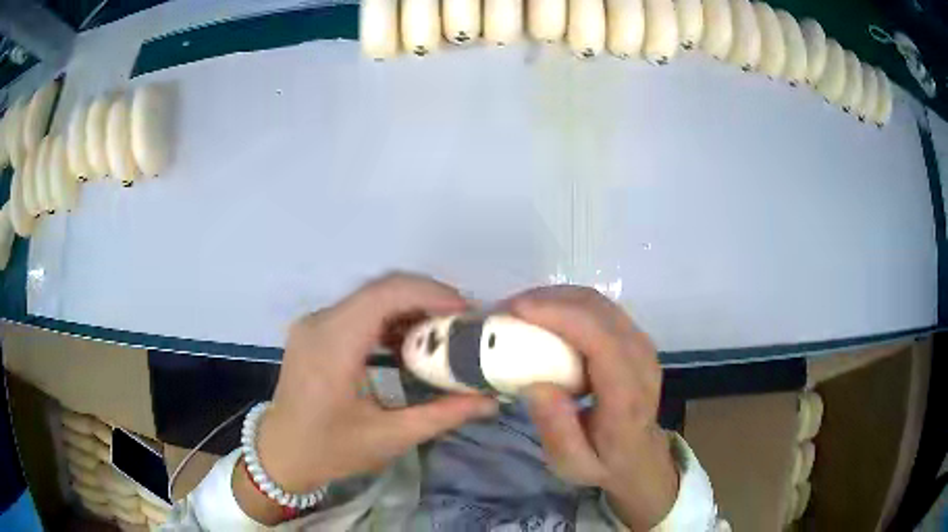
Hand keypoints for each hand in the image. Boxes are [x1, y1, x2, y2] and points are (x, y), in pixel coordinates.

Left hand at [234, 273, 498, 523]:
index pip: (386, 294)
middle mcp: (320, 322)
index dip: (431, 294)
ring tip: (443, 331)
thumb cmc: (329, 450)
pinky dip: (389, 319)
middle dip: (427, 298)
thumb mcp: (389, 438)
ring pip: (370, 297)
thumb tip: (490, 401)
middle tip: (463, 322)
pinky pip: (358, 311)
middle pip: (381, 289)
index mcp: (333, 345)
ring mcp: (314, 323)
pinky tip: (409, 342)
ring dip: (409, 307)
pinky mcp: (315, 330)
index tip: (467, 312)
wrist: (280, 453)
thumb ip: (442, 415)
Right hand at [510, 286, 678, 530]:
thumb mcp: (572, 464)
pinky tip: (544, 317)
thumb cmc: (604, 462)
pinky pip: (599, 308)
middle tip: (505, 310)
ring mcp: (641, 344)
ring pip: (598, 302)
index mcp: (627, 395)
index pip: (601, 340)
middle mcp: (641, 360)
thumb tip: (534, 384)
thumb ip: (556, 429)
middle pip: (598, 310)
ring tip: (519, 311)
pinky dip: (567, 304)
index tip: (515, 311)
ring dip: (555, 298)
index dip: (560, 316)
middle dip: (548, 300)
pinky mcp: (634, 338)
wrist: (640, 457)